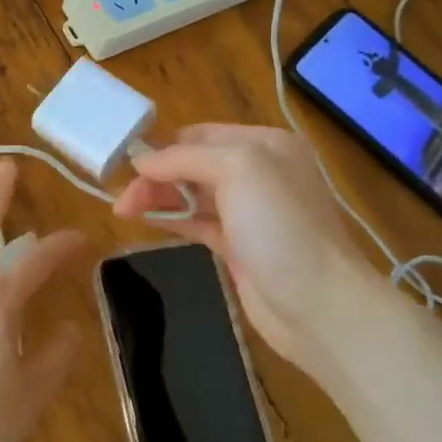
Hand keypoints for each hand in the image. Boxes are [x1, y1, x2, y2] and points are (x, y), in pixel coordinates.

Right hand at [113, 125, 383, 385]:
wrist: (319, 306)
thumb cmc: (281, 227)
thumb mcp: (238, 170)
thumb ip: (186, 158)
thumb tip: (142, 161)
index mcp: (267, 144)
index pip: (202, 135)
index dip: (165, 147)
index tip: (128, 165)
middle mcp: (260, 173)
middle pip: (194, 164)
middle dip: (158, 175)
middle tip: (122, 198)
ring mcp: (251, 212)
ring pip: (193, 194)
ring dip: (159, 197)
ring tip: (123, 209)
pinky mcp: (240, 246)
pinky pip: (198, 222)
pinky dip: (171, 218)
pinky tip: (144, 220)